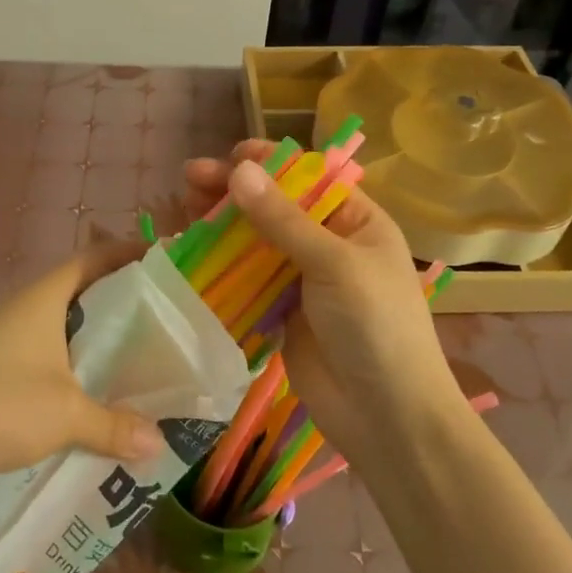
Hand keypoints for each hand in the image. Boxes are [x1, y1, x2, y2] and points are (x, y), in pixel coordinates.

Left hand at [0, 241, 164, 497]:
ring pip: (62, 327)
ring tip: (139, 355)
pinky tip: (94, 393)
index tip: (164, 259)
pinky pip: (46, 356)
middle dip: (120, 300)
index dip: (126, 254)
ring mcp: (5, 339)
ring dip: (96, 337)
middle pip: (80, 291)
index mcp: (42, 300)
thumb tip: (159, 443)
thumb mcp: (66, 415)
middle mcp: (23, 310)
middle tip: (163, 315)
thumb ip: (115, 425)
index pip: (91, 259)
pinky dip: (74, 365)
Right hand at [184, 142, 460, 458]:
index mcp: (356, 221)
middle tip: (190, 179)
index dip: (269, 162)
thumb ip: (283, 219)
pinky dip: (220, 264)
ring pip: (255, 241)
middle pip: (275, 206)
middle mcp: (329, 244)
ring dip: (221, 224)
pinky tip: (191, 252)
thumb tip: (238, 169)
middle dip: (234, 191)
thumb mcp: (334, 263)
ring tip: (184, 209)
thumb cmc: (376, 326)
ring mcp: (302, 280)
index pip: (308, 178)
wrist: (387, 418)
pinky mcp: (280, 313)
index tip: (231, 155)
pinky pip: (245, 279)